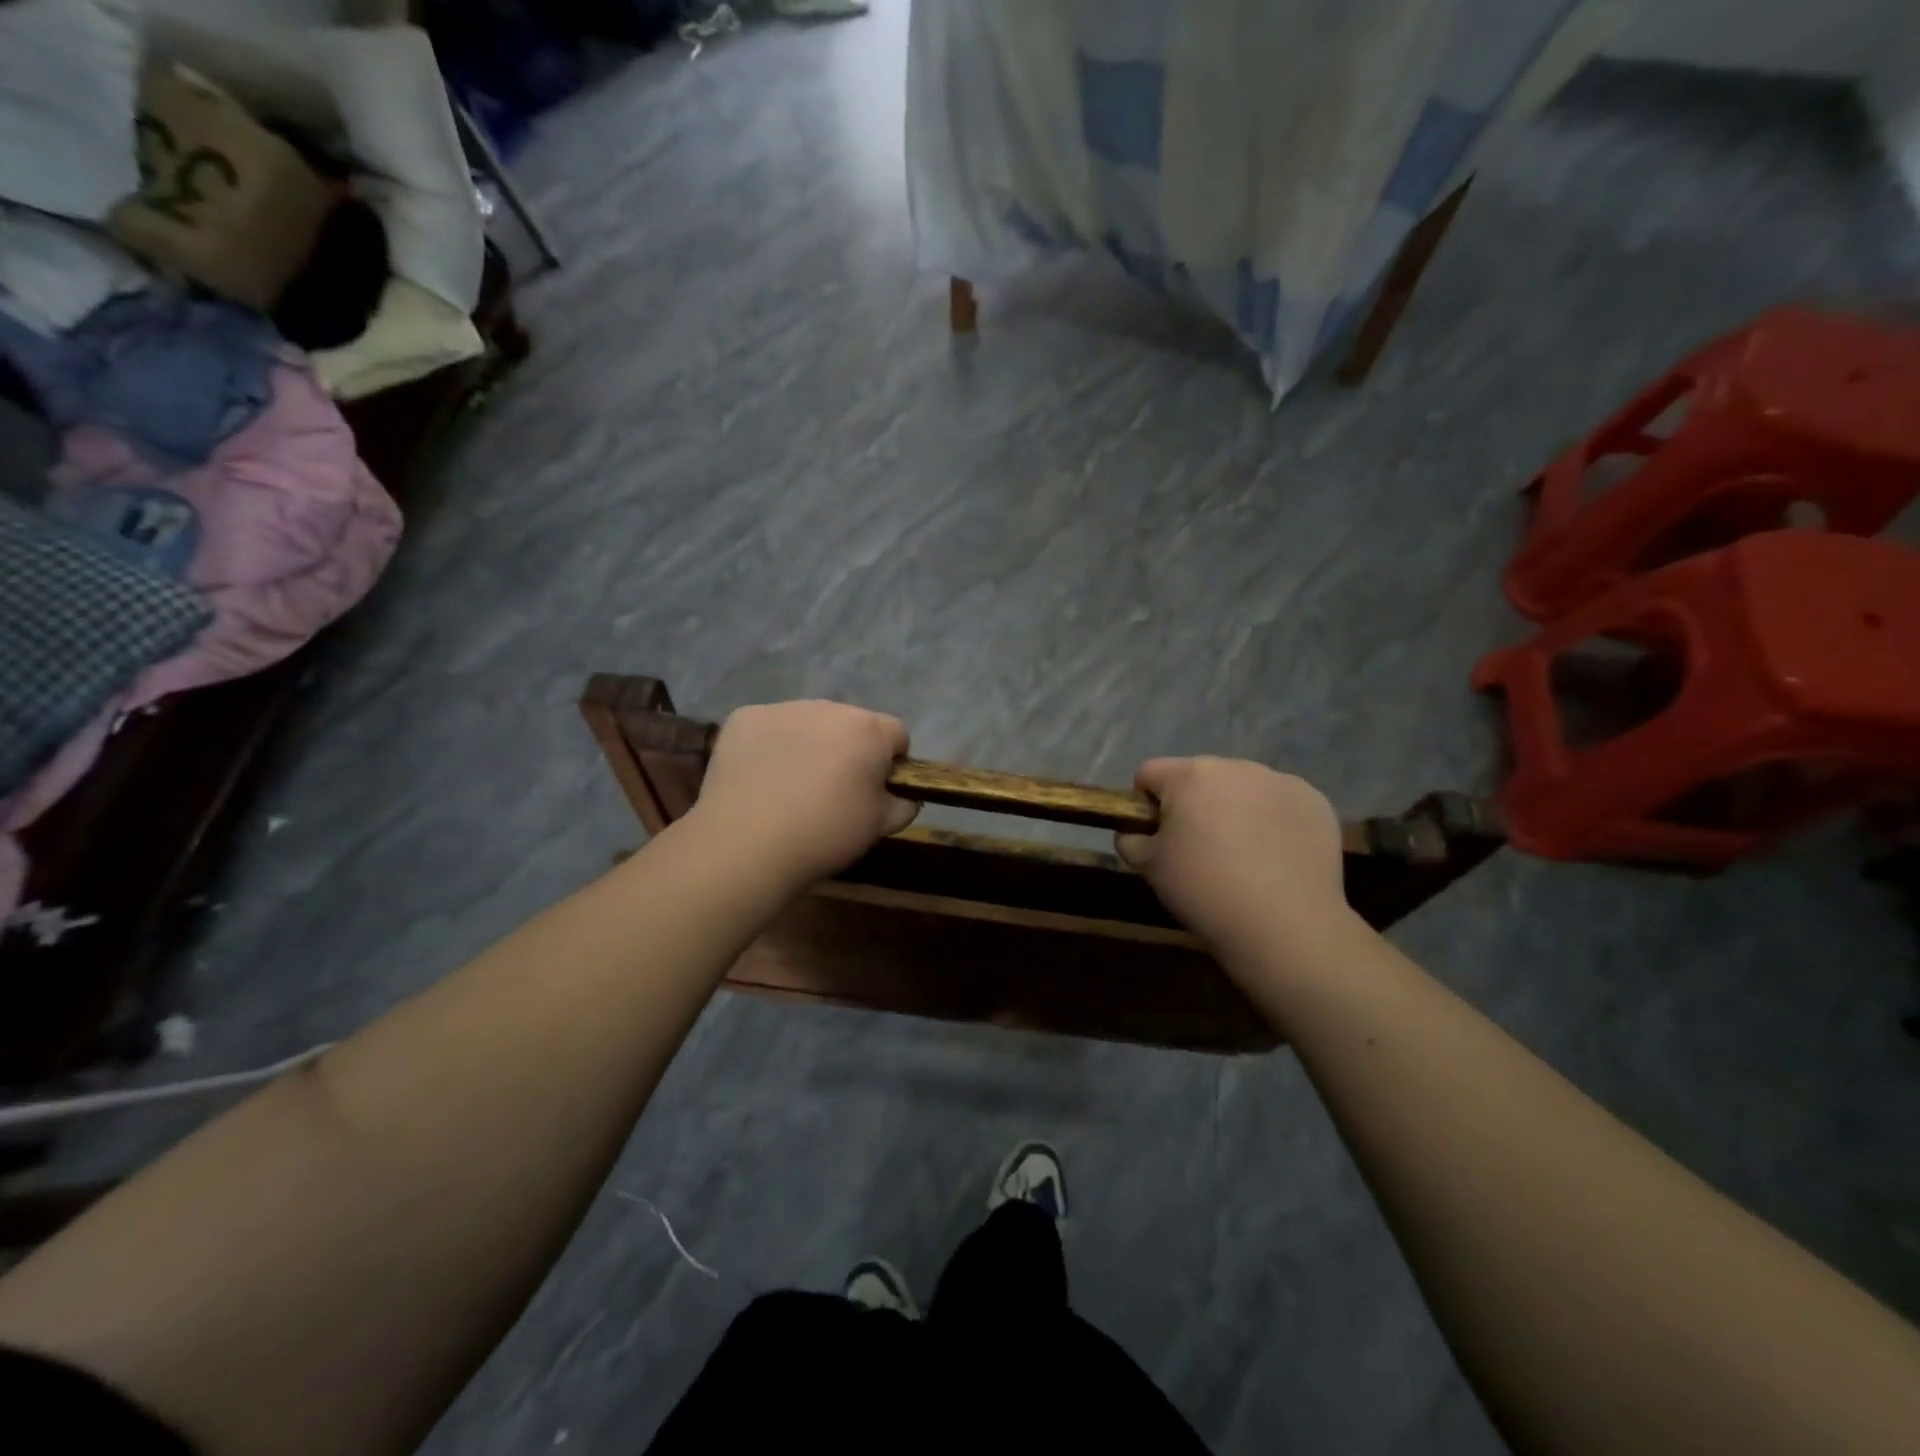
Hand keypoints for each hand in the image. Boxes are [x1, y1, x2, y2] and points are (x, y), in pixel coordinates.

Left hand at [687, 700, 916, 889]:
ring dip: (811, 743)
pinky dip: (771, 745)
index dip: (892, 762)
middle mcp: (829, 708)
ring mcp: (783, 708)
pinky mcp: (745, 718)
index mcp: (869, 730)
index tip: (876, 789)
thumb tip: (904, 796)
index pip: (897, 734)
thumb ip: (904, 804)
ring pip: (810, 722)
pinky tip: (761, 778)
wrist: (746, 843)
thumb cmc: (824, 834)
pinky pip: (770, 726)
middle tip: (833, 790)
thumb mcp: (880, 827)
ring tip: (792, 785)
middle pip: (851, 723)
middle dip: (849, 749)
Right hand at [1115, 757, 1349, 954]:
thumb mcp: (1148, 868)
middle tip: (1199, 850)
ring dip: (1234, 809)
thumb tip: (1135, 831)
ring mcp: (1280, 781)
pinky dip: (1272, 821)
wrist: (1285, 926)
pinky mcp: (1314, 801)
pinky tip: (1275, 857)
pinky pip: (1280, 802)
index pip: (1150, 773)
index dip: (1145, 804)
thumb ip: (1130, 839)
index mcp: (1189, 775)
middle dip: (1193, 804)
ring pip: (1241, 787)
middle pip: (1199, 777)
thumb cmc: (1204, 890)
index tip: (1157, 837)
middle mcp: (1235, 766)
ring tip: (1242, 856)